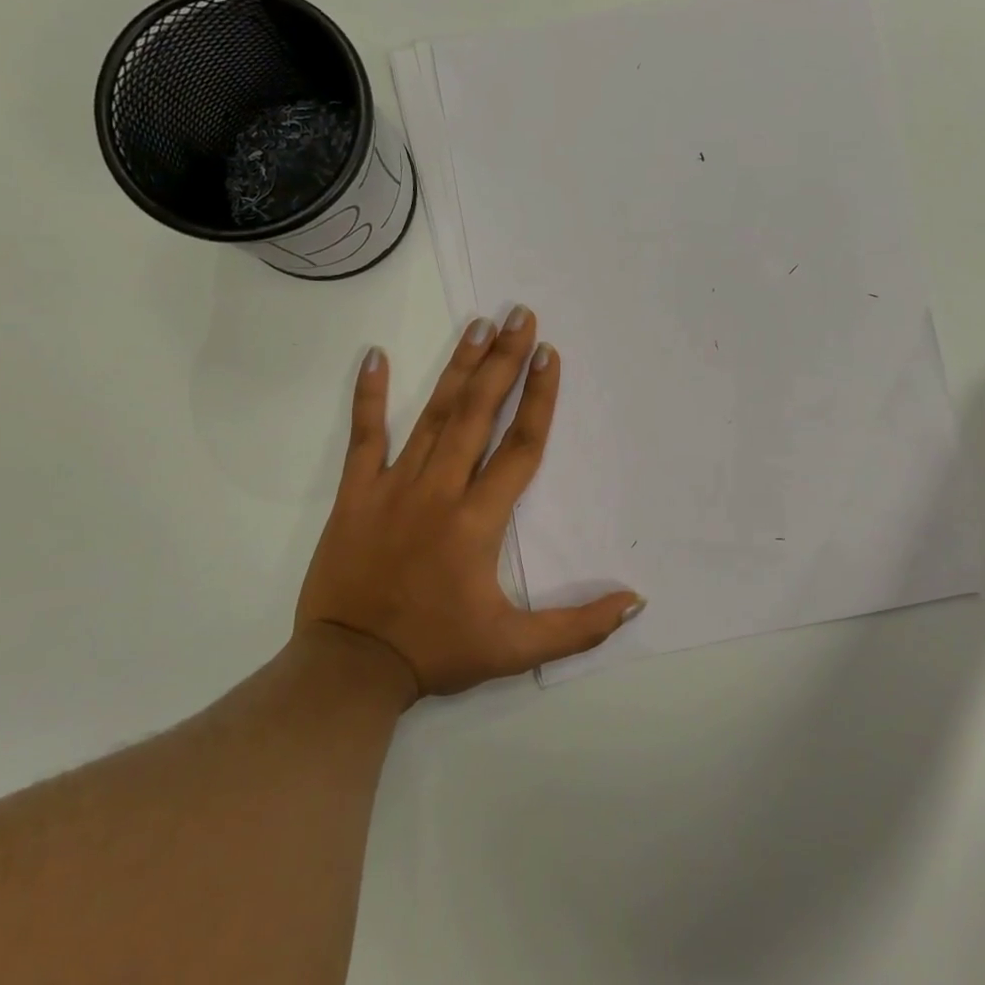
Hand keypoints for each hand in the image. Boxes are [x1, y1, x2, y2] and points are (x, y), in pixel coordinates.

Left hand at [296, 307, 643, 700]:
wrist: (349, 669)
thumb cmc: (436, 651)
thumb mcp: (515, 649)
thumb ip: (578, 626)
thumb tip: (635, 602)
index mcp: (479, 521)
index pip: (520, 447)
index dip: (540, 399)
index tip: (550, 354)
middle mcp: (440, 491)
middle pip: (479, 414)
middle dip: (503, 361)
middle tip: (520, 315)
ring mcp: (393, 487)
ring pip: (432, 415)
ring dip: (458, 367)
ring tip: (478, 324)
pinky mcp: (355, 494)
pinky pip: (363, 436)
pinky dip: (367, 396)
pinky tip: (374, 355)